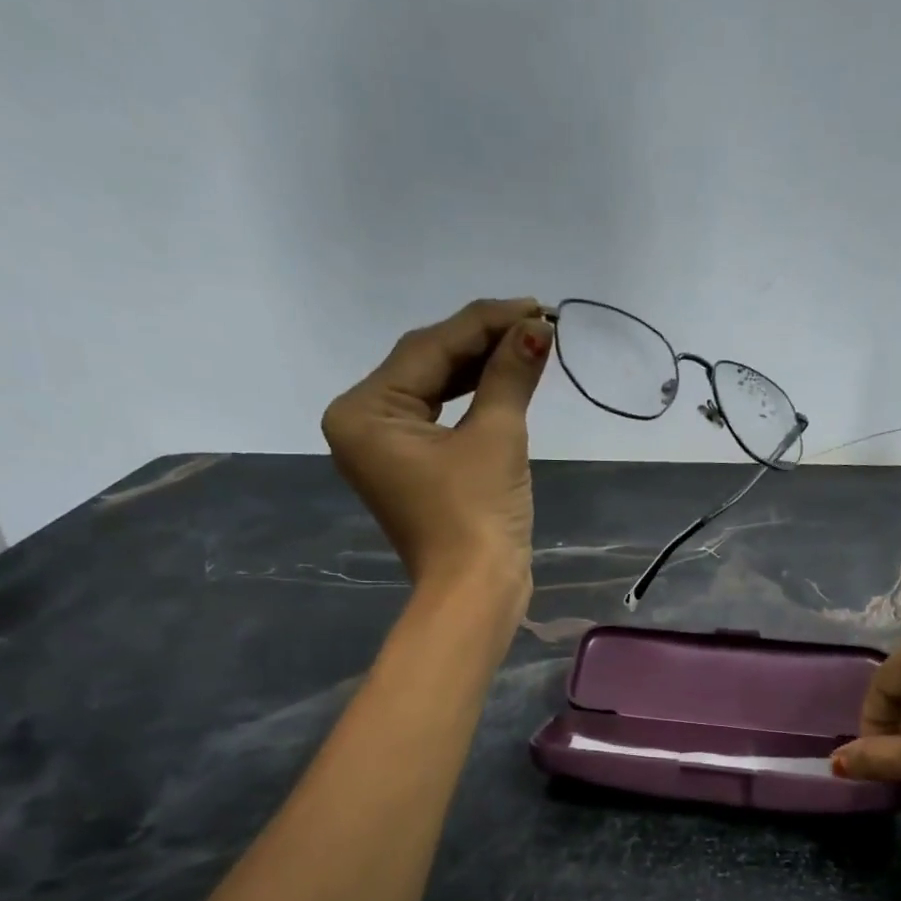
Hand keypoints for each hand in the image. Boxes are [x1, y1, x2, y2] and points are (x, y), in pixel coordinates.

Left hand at [322, 298, 551, 598]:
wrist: (476, 593)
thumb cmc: (477, 515)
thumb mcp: (496, 437)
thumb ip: (510, 375)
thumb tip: (536, 329)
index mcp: (364, 412)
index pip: (428, 349)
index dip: (484, 323)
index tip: (533, 306)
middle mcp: (363, 423)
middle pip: (427, 366)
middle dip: (482, 342)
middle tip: (536, 321)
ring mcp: (385, 448)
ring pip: (435, 390)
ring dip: (481, 368)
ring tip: (528, 344)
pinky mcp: (411, 468)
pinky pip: (440, 419)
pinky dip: (473, 401)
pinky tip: (506, 379)